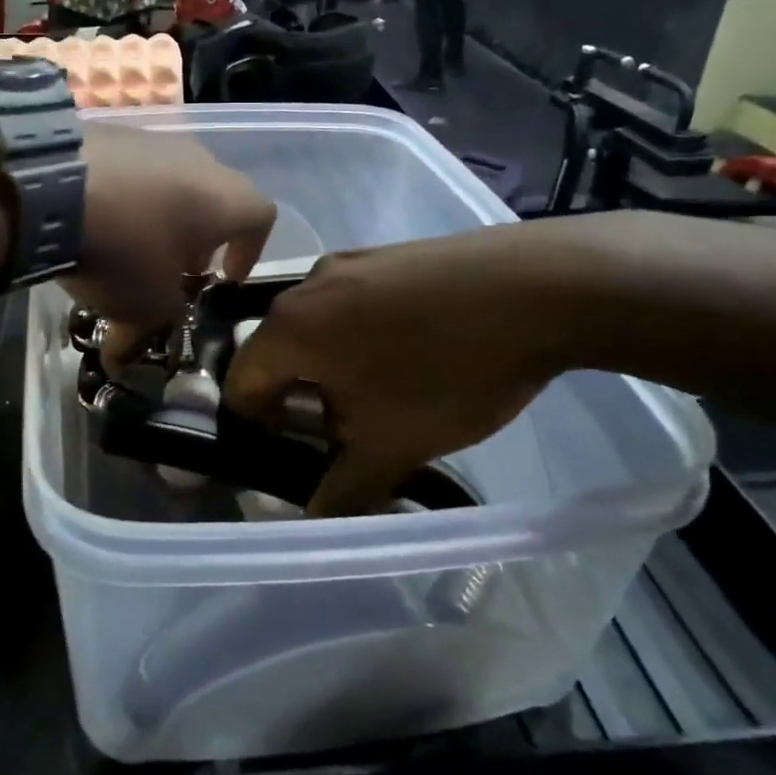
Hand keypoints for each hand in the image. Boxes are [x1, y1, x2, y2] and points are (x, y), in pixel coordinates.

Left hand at [64, 122, 276, 335]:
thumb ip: (161, 318)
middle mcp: (201, 160)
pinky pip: (135, 169)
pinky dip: (128, 194)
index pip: (262, 218)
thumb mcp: (147, 304)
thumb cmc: (122, 249)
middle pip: (217, 199)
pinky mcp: (112, 131)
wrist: (48, 185)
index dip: (250, 252)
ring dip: (164, 214)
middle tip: (176, 267)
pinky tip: (97, 216)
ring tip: (131, 243)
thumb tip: (137, 339)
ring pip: (175, 181)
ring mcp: (155, 139)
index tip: (224, 278)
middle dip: (202, 237)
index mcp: (226, 199)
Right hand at [225, 225, 570, 514]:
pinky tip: (415, 355)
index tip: (297, 457)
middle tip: (343, 435)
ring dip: (334, 369)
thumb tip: (312, 521)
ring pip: (319, 328)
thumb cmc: (447, 370)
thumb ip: (340, 491)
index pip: (240, 384)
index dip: (259, 431)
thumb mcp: (391, 445)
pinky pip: (354, 303)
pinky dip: (363, 335)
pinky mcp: (389, 253)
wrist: (535, 287)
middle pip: (279, 353)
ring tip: (384, 398)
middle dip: (300, 400)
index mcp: (289, 327)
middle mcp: (308, 284)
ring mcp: (351, 261)